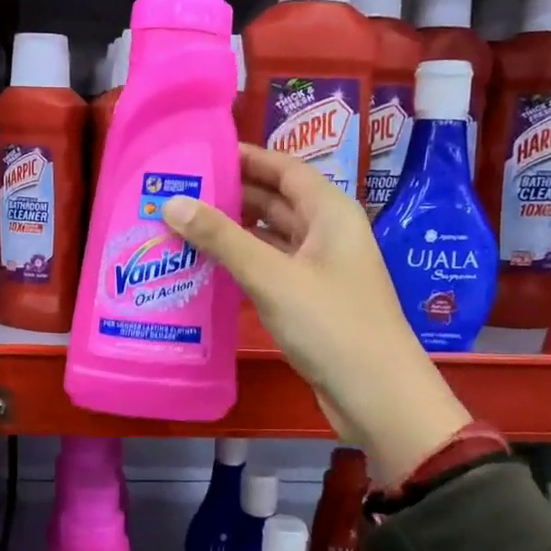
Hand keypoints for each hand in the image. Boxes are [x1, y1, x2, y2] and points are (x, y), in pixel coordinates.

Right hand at [162, 145, 469, 487]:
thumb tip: (173, 202)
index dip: (244, 157)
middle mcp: (327, 233)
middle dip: (230, 195)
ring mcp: (319, 268)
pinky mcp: (309, 300)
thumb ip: (222, 238)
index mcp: (330, 212)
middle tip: (178, 191)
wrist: (377, 396)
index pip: (283, 168)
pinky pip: (270, 268)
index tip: (198, 154)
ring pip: (269, 237)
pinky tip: (204, 268)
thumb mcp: (272, 277)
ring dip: (231, 232)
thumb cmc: (331, 325)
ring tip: (180, 226)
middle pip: (274, 200)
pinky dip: (240, 264)